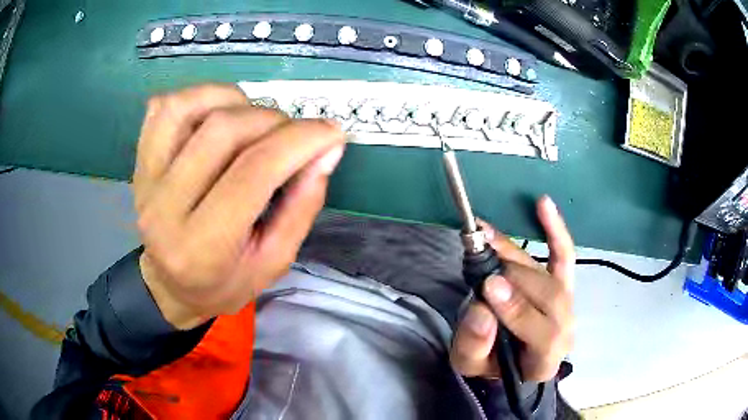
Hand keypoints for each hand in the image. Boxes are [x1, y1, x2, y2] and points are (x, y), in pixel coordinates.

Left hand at [132, 84, 345, 329]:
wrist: (172, 286)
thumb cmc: (225, 282)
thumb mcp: (275, 261)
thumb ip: (303, 205)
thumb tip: (328, 148)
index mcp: (202, 247)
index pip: (253, 172)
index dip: (300, 141)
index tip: (332, 133)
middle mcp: (164, 208)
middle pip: (222, 130)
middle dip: (273, 122)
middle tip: (292, 137)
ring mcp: (146, 179)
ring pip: (187, 107)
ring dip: (234, 101)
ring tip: (254, 122)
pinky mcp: (140, 161)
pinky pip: (164, 107)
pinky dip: (199, 97)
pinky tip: (220, 114)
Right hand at [450, 196, 574, 381]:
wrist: (505, 356)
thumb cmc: (488, 363)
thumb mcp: (469, 364)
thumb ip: (474, 345)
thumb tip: (481, 311)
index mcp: (545, 360)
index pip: (545, 335)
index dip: (520, 310)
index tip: (489, 288)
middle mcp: (565, 330)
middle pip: (551, 298)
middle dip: (515, 279)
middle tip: (481, 265)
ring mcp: (567, 303)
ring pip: (552, 275)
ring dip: (517, 255)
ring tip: (485, 237)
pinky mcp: (561, 283)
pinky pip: (563, 255)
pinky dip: (555, 230)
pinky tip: (544, 203)